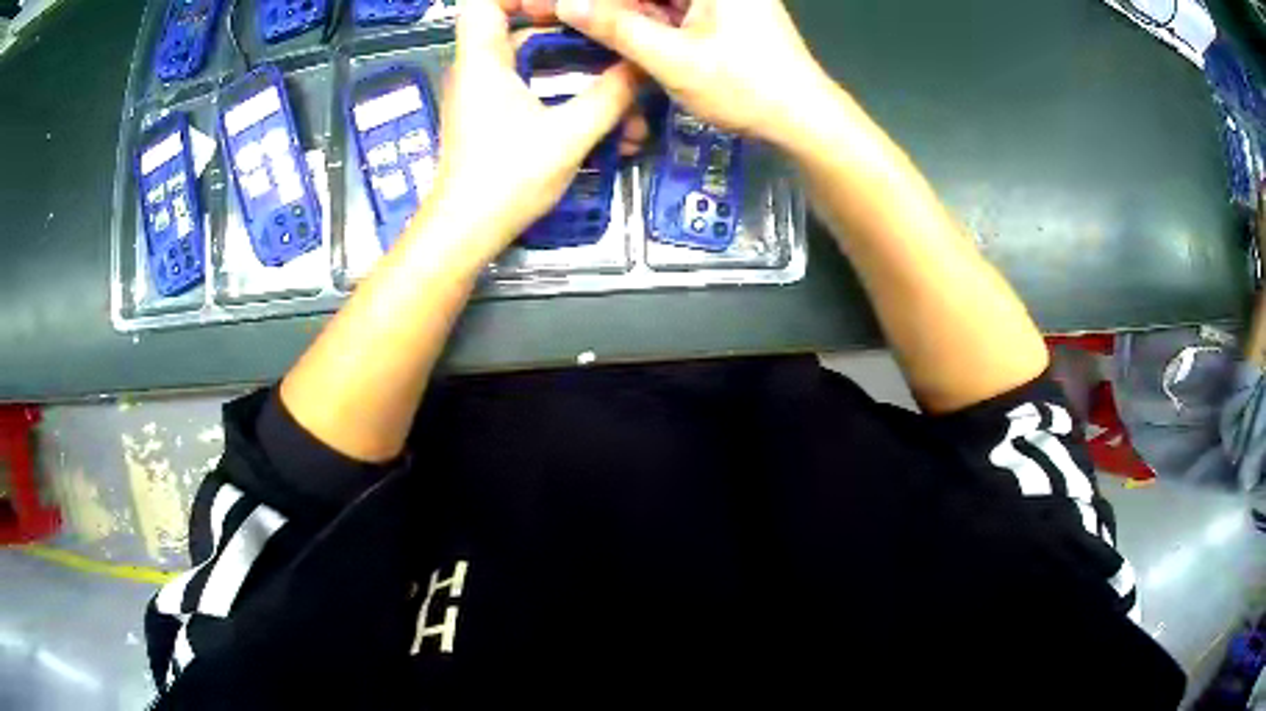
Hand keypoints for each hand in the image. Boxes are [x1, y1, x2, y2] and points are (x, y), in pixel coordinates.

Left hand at [422, 0, 641, 259]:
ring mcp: (486, 97)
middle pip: (522, 30)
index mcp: (484, 62)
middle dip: (571, 34)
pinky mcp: (495, 120)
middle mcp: (480, 72)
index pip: (485, 4)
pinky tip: (606, 127)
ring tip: (624, 98)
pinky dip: (567, 99)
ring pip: (535, 65)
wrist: (466, 234)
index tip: (566, 7)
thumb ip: (609, 97)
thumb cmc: (507, 179)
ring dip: (580, 76)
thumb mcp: (568, 135)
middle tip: (613, 43)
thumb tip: (642, 68)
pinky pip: (534, 91)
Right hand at [555, 0, 832, 146]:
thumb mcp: (673, 58)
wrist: (804, 119)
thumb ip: (617, 27)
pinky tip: (615, 31)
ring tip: (576, 22)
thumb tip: (566, 4)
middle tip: (558, 14)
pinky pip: (673, 9)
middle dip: (604, 4)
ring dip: (622, 11)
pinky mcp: (723, 14)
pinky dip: (644, 19)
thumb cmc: (745, 87)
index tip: (556, 7)